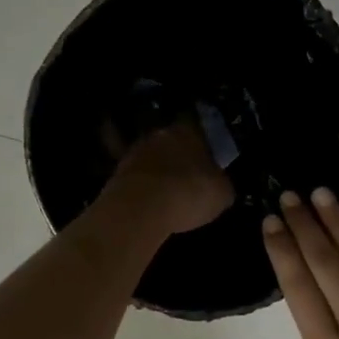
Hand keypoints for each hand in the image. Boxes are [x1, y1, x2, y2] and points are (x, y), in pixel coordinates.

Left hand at [107, 120, 234, 234]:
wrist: (140, 209)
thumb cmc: (189, 193)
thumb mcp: (222, 194)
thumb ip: (222, 184)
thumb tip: (220, 185)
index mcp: (188, 130)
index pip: (199, 130)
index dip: (205, 148)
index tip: (209, 164)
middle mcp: (159, 134)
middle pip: (172, 144)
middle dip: (180, 159)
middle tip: (189, 180)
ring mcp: (134, 152)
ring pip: (153, 160)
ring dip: (160, 174)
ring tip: (169, 196)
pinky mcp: (116, 174)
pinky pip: (138, 180)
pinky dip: (145, 190)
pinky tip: (152, 206)